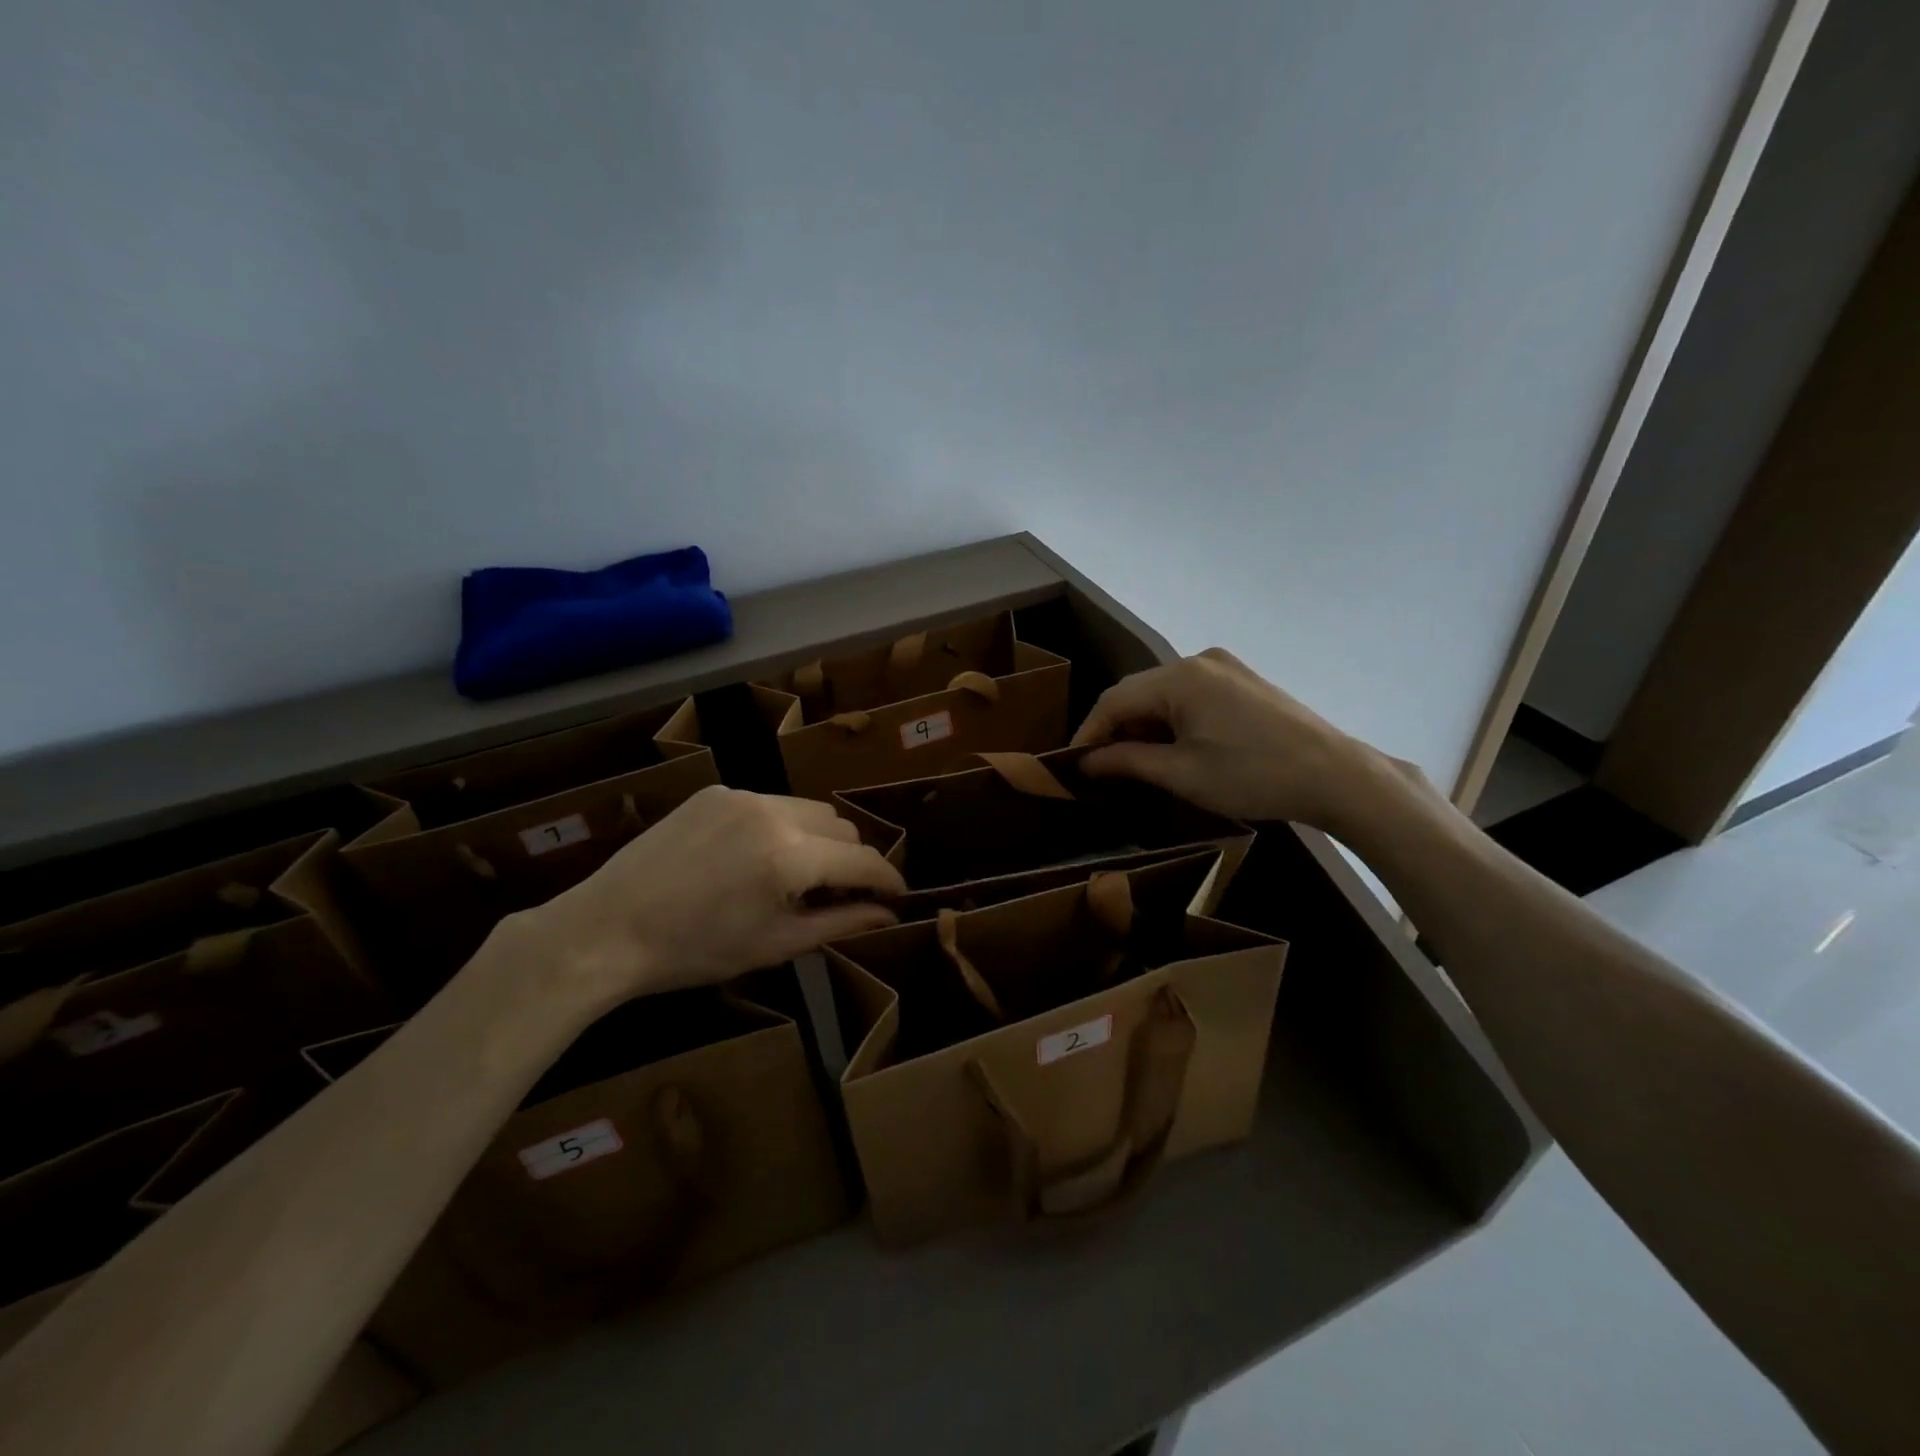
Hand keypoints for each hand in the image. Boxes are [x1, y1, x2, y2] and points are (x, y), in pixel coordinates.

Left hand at [503, 786, 904, 1012]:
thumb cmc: (694, 951)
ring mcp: (742, 795)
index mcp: (790, 857)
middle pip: (842, 825)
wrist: (606, 929)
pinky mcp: (715, 791)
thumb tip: (887, 913)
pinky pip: (770, 803)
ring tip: (794, 875)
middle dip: (851, 858)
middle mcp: (774, 812)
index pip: (864, 859)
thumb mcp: (775, 945)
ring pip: (808, 809)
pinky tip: (753, 857)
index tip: (896, 896)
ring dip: (818, 839)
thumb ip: (840, 923)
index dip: (887, 879)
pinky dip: (781, 827)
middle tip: (838, 894)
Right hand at [1070, 648, 1410, 831]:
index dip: (1088, 732)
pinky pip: (1191, 694)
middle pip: (1138, 692)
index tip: (1072, 764)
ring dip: (1144, 725)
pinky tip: (1172, 746)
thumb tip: (1086, 762)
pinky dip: (1172, 719)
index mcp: (1180, 677)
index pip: (1114, 700)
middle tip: (1101, 767)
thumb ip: (1126, 762)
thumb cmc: (1252, 776)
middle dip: (1115, 729)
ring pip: (1164, 693)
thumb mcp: (1181, 774)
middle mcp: (1199, 660)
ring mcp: (1225, 666)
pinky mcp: (1243, 680)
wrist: (1335, 775)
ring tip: (1134, 761)